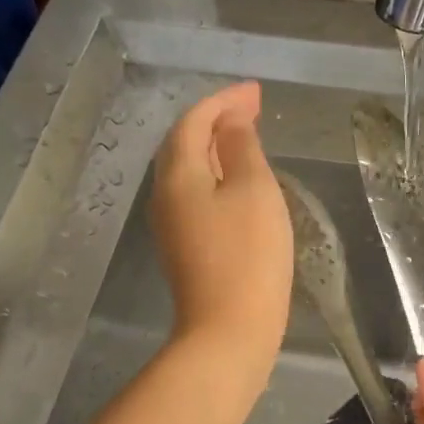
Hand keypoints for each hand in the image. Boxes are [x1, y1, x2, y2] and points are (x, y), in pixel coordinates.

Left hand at [150, 82, 292, 389]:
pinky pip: (195, 195)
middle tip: (253, 110)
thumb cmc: (248, 255)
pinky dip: (216, 176)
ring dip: (216, 148)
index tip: (258, 92)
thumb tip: (231, 121)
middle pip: (184, 143)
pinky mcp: (184, 248)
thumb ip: (242, 148)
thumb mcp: (254, 191)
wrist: (228, 331)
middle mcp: (165, 195)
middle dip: (217, 120)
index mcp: (178, 174)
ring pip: (188, 170)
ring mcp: (171, 224)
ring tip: (248, 138)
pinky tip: (238, 182)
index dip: (225, 100)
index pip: (194, 121)